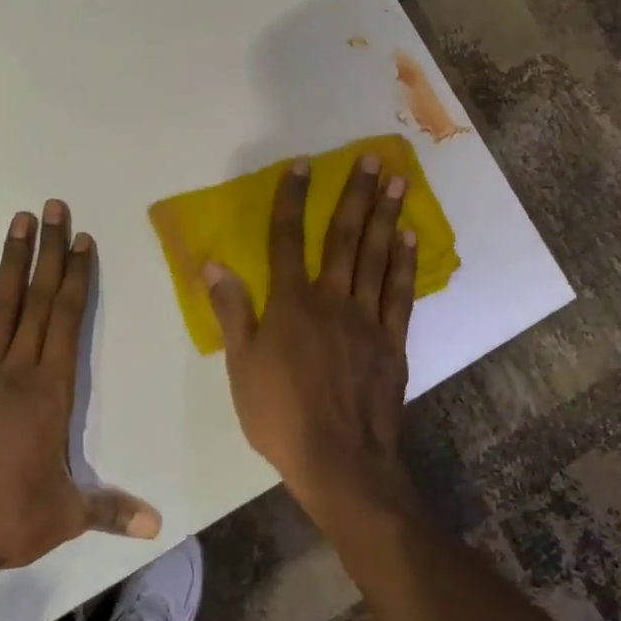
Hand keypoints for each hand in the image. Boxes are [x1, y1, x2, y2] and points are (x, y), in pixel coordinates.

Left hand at [0, 201, 160, 581]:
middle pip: (37, 300)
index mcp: (50, 392)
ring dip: (11, 263)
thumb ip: (111, 511)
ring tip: (17, 222)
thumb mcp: (66, 517)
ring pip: (0, 308)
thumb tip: (158, 525)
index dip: (77, 277)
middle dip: (48, 252)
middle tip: (52, 207)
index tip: (81, 239)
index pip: (68, 320)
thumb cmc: (7, 520)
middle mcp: (16, 371)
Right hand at [204, 155, 418, 528]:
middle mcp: (331, 299)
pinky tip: (408, 236)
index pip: (288, 239)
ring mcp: (366, 318)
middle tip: (373, 158)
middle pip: (344, 237)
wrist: (340, 461)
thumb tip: (212, 263)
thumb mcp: (241, 366)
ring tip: (399, 181)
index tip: (304, 165)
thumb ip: (231, 310)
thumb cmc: (280, 415)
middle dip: (356, 194)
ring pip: (376, 256)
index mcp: (291, 303)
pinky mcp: (392, 341)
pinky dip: (403, 262)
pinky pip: (399, 293)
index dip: (293, 199)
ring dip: (386, 216)